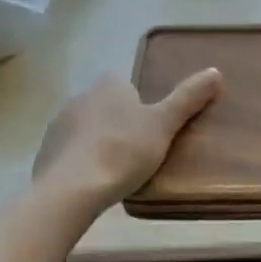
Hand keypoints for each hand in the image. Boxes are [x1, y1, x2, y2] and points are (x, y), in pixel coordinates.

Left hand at [35, 69, 222, 205]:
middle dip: (118, 122)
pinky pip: (68, 153)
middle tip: (138, 150)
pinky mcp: (45, 153)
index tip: (150, 125)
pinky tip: (92, 183)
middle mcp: (81, 97)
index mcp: (109, 85)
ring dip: (97, 142)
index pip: (125, 84)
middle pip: (105, 105)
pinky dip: (80, 162)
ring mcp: (58, 125)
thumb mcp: (164, 124)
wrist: (71, 190)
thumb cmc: (123, 150)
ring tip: (116, 170)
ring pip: (85, 128)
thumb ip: (188, 98)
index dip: (138, 102)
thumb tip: (216, 71)